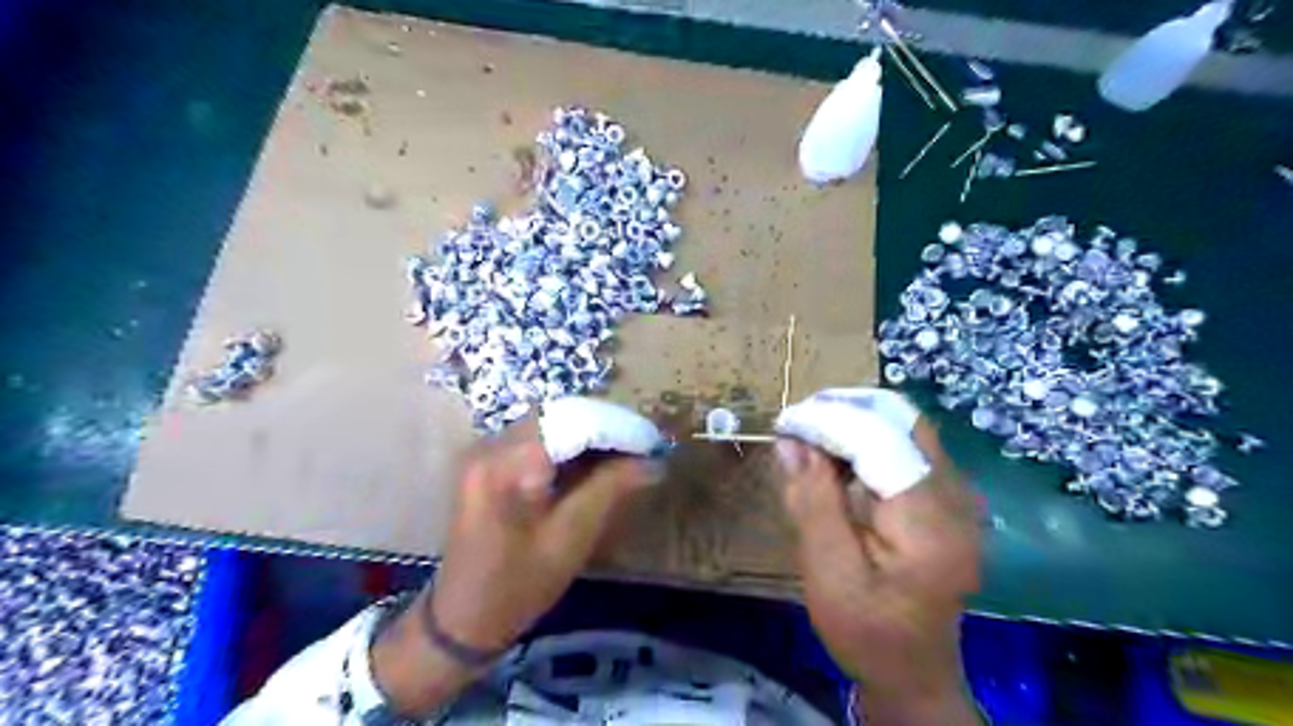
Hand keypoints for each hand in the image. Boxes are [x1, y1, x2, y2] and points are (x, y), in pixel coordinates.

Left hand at [371, 414, 658, 714]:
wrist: (461, 618)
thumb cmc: (517, 586)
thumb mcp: (571, 537)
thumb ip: (611, 489)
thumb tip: (652, 461)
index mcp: (509, 464)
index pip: (574, 422)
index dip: (618, 427)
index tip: (653, 443)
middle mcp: (492, 444)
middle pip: (561, 416)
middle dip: (606, 428)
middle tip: (642, 449)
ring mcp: (486, 450)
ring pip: (551, 423)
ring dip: (590, 435)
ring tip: (626, 455)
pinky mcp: (488, 461)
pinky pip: (537, 438)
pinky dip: (569, 445)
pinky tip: (593, 464)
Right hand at [777, 396, 979, 721]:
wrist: (914, 671)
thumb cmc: (867, 631)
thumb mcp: (828, 572)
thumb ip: (812, 501)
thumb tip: (791, 440)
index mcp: (930, 523)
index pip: (880, 440)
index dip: (829, 421)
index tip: (784, 424)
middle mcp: (956, 497)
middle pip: (901, 420)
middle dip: (843, 411)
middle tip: (796, 427)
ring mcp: (958, 495)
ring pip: (903, 427)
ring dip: (852, 421)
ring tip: (808, 438)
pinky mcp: (947, 497)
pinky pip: (905, 446)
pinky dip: (865, 440)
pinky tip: (834, 457)